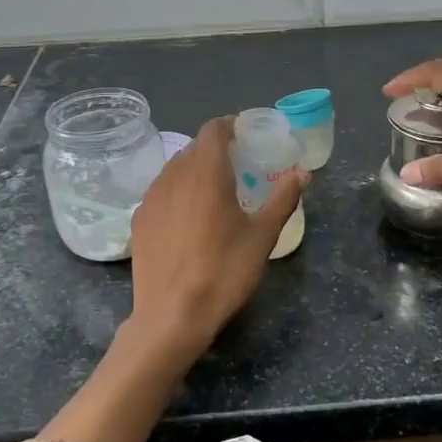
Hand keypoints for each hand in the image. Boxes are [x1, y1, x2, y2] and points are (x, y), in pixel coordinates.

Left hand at [127, 117, 305, 353]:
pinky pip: (160, 193)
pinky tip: (187, 220)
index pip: (212, 130)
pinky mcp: (138, 221)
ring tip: (212, 194)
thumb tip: (303, 172)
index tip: (245, 136)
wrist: (172, 315)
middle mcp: (174, 177)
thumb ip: (283, 199)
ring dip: (194, 171)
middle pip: (193, 149)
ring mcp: (151, 199)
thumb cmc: (224, 271)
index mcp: (206, 173)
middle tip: (237, 168)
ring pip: (173, 170)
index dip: (229, 126)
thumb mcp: (263, 236)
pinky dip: (177, 194)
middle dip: (215, 151)